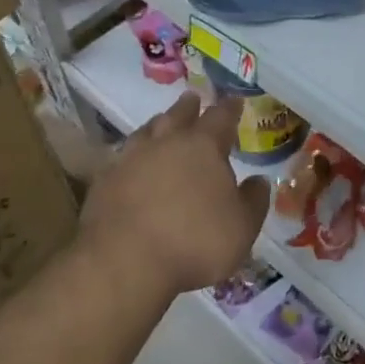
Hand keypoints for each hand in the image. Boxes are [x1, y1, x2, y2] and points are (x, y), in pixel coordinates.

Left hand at [80, 91, 269, 296]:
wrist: (124, 264)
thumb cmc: (194, 243)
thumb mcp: (242, 228)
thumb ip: (254, 200)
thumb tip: (259, 180)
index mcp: (204, 146)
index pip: (221, 116)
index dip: (230, 108)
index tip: (235, 101)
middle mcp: (167, 142)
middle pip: (179, 114)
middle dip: (189, 107)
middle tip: (193, 99)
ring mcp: (131, 158)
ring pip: (147, 130)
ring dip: (158, 125)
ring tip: (162, 124)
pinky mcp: (104, 180)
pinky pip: (121, 157)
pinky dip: (131, 155)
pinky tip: (131, 162)